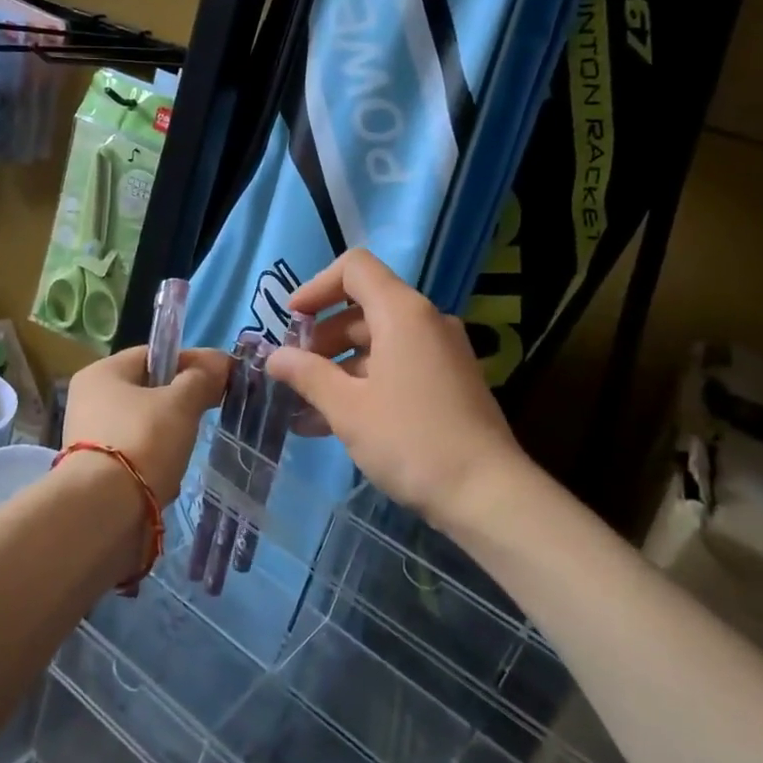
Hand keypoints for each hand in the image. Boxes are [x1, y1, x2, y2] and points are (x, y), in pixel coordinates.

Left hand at [63, 346, 229, 505]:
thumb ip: (201, 379)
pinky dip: (154, 464)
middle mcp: (88, 400)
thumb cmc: (143, 441)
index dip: (189, 362)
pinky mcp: (93, 471)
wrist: (104, 509)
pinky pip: (134, 457)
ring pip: (143, 426)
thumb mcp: (180, 404)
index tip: (220, 378)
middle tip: (206, 415)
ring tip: (184, 452)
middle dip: (180, 404)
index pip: (153, 355)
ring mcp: (87, 437)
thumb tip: (220, 362)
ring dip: (168, 437)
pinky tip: (167, 479)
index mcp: (101, 373)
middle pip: (147, 391)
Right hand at [267, 250, 527, 523]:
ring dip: (338, 367)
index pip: (355, 269)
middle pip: (363, 308)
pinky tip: (333, 423)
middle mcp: (426, 322)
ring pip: (378, 342)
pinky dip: (364, 383)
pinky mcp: (449, 383)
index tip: (291, 321)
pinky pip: (397, 367)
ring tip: (305, 407)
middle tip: (294, 372)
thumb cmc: (410, 440)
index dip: (316, 287)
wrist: (487, 494)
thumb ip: (307, 375)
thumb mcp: (348, 408)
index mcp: (403, 313)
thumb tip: (275, 357)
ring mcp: (441, 353)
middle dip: (322, 337)